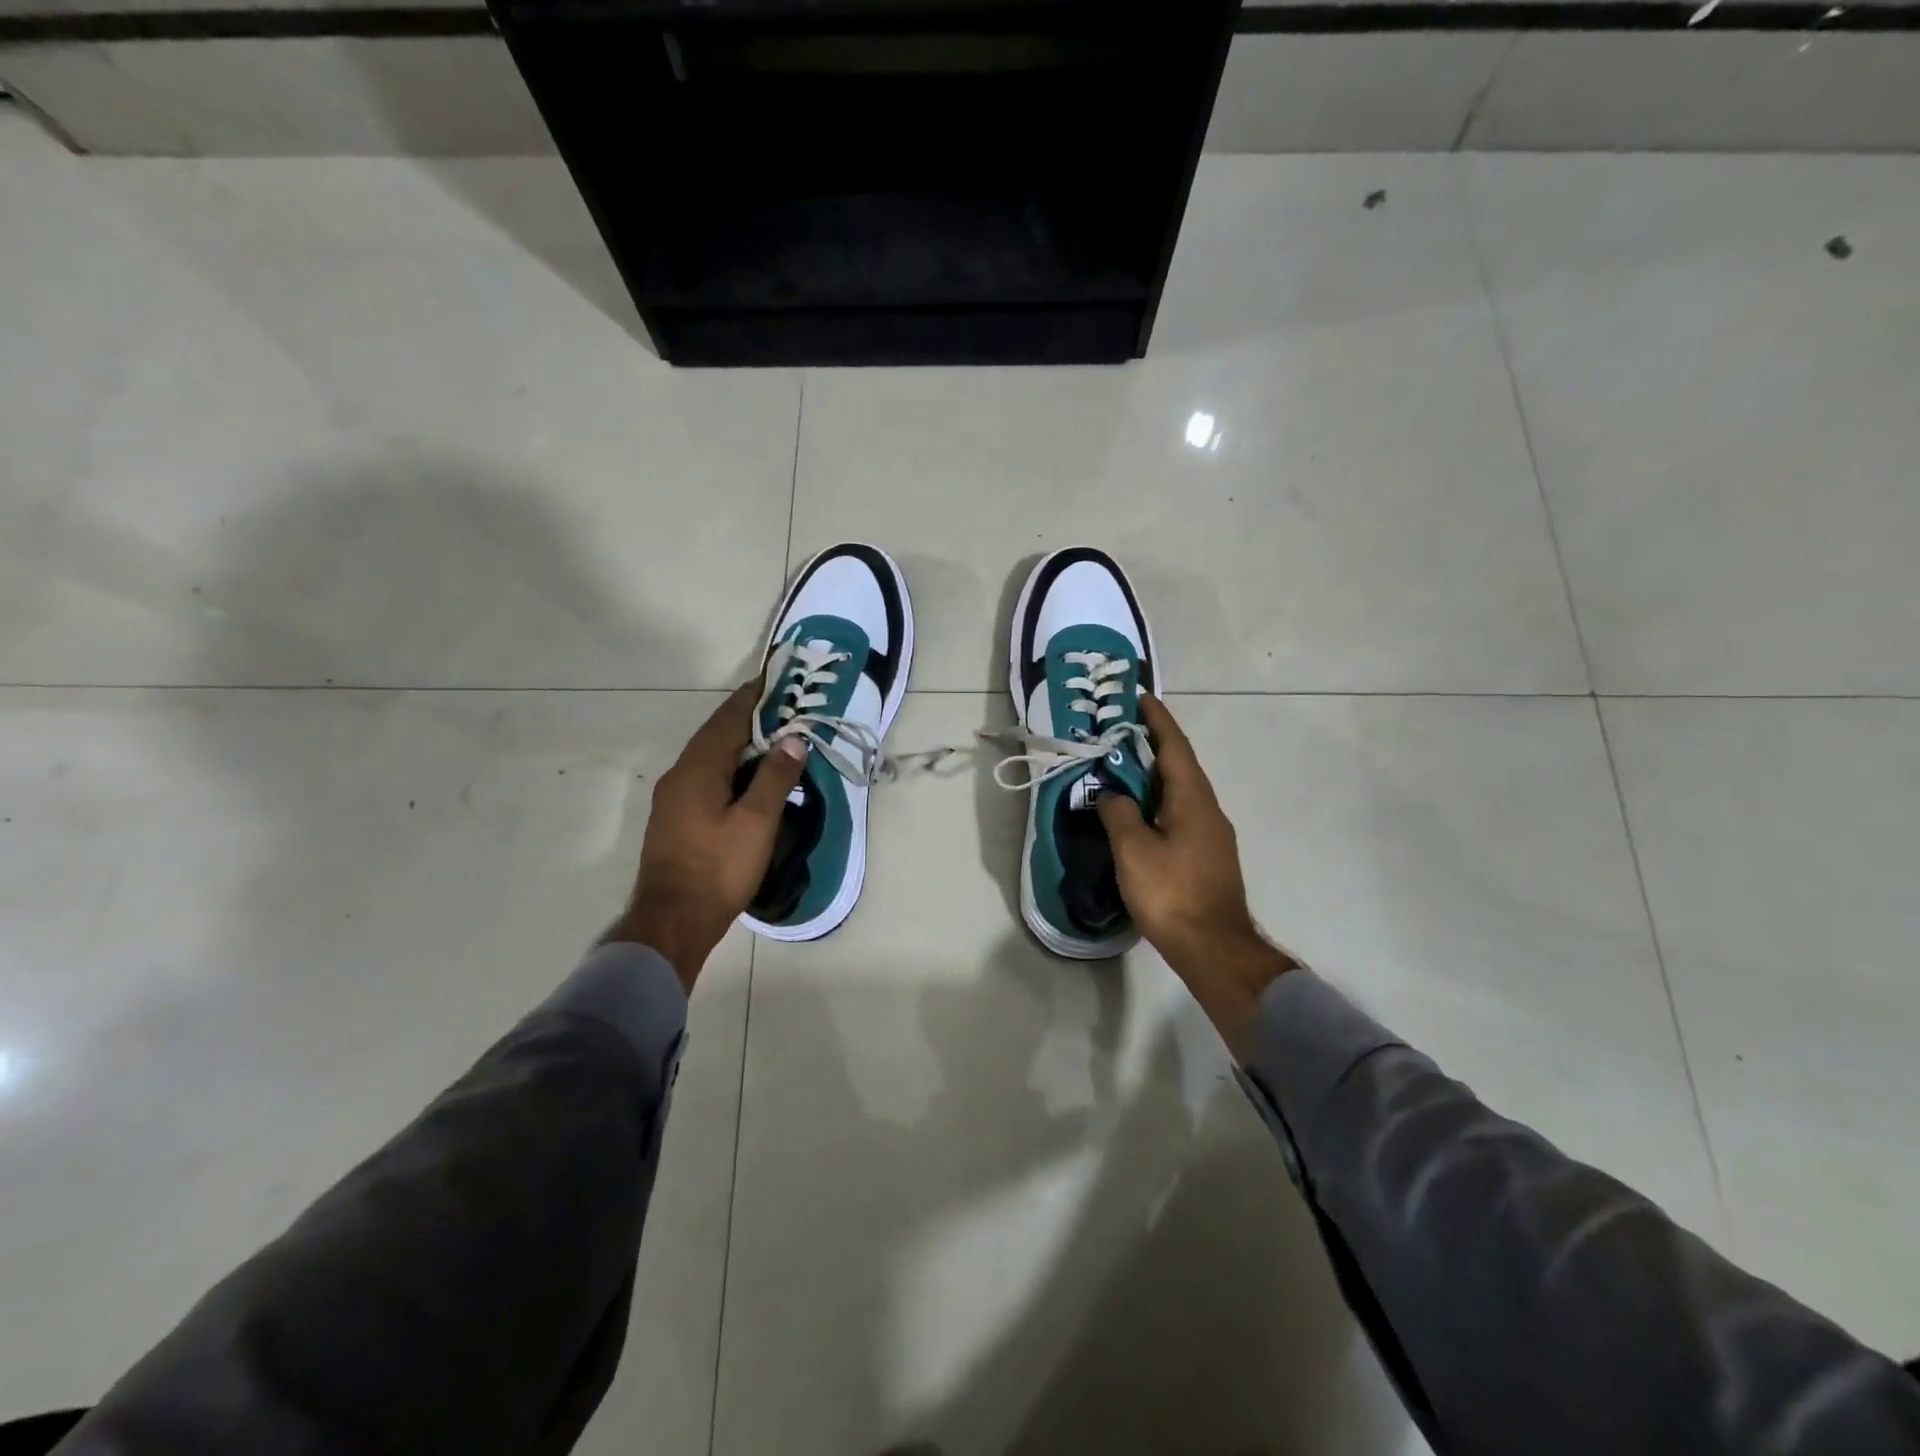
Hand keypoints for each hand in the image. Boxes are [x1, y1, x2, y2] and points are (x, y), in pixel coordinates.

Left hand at [605, 683, 807, 989]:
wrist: (672, 921)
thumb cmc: (718, 868)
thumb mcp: (756, 822)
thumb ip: (774, 777)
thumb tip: (793, 738)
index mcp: (697, 770)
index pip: (727, 720)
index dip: (752, 697)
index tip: (775, 678)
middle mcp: (679, 775)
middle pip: (716, 734)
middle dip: (748, 717)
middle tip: (783, 705)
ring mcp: (673, 798)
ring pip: (710, 756)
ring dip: (739, 742)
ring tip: (773, 735)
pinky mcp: (676, 818)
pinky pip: (706, 776)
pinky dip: (730, 765)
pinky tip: (749, 776)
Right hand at [1097, 694, 1297, 1050]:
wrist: (1213, 947)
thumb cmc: (1172, 893)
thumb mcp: (1133, 850)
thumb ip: (1118, 813)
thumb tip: (1110, 793)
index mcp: (1192, 798)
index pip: (1173, 746)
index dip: (1155, 719)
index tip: (1139, 696)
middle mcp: (1207, 808)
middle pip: (1178, 765)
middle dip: (1150, 744)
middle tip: (1118, 731)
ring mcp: (1211, 833)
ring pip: (1178, 790)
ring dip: (1152, 774)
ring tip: (1121, 767)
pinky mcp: (1206, 854)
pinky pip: (1179, 812)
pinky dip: (1156, 800)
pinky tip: (1137, 811)